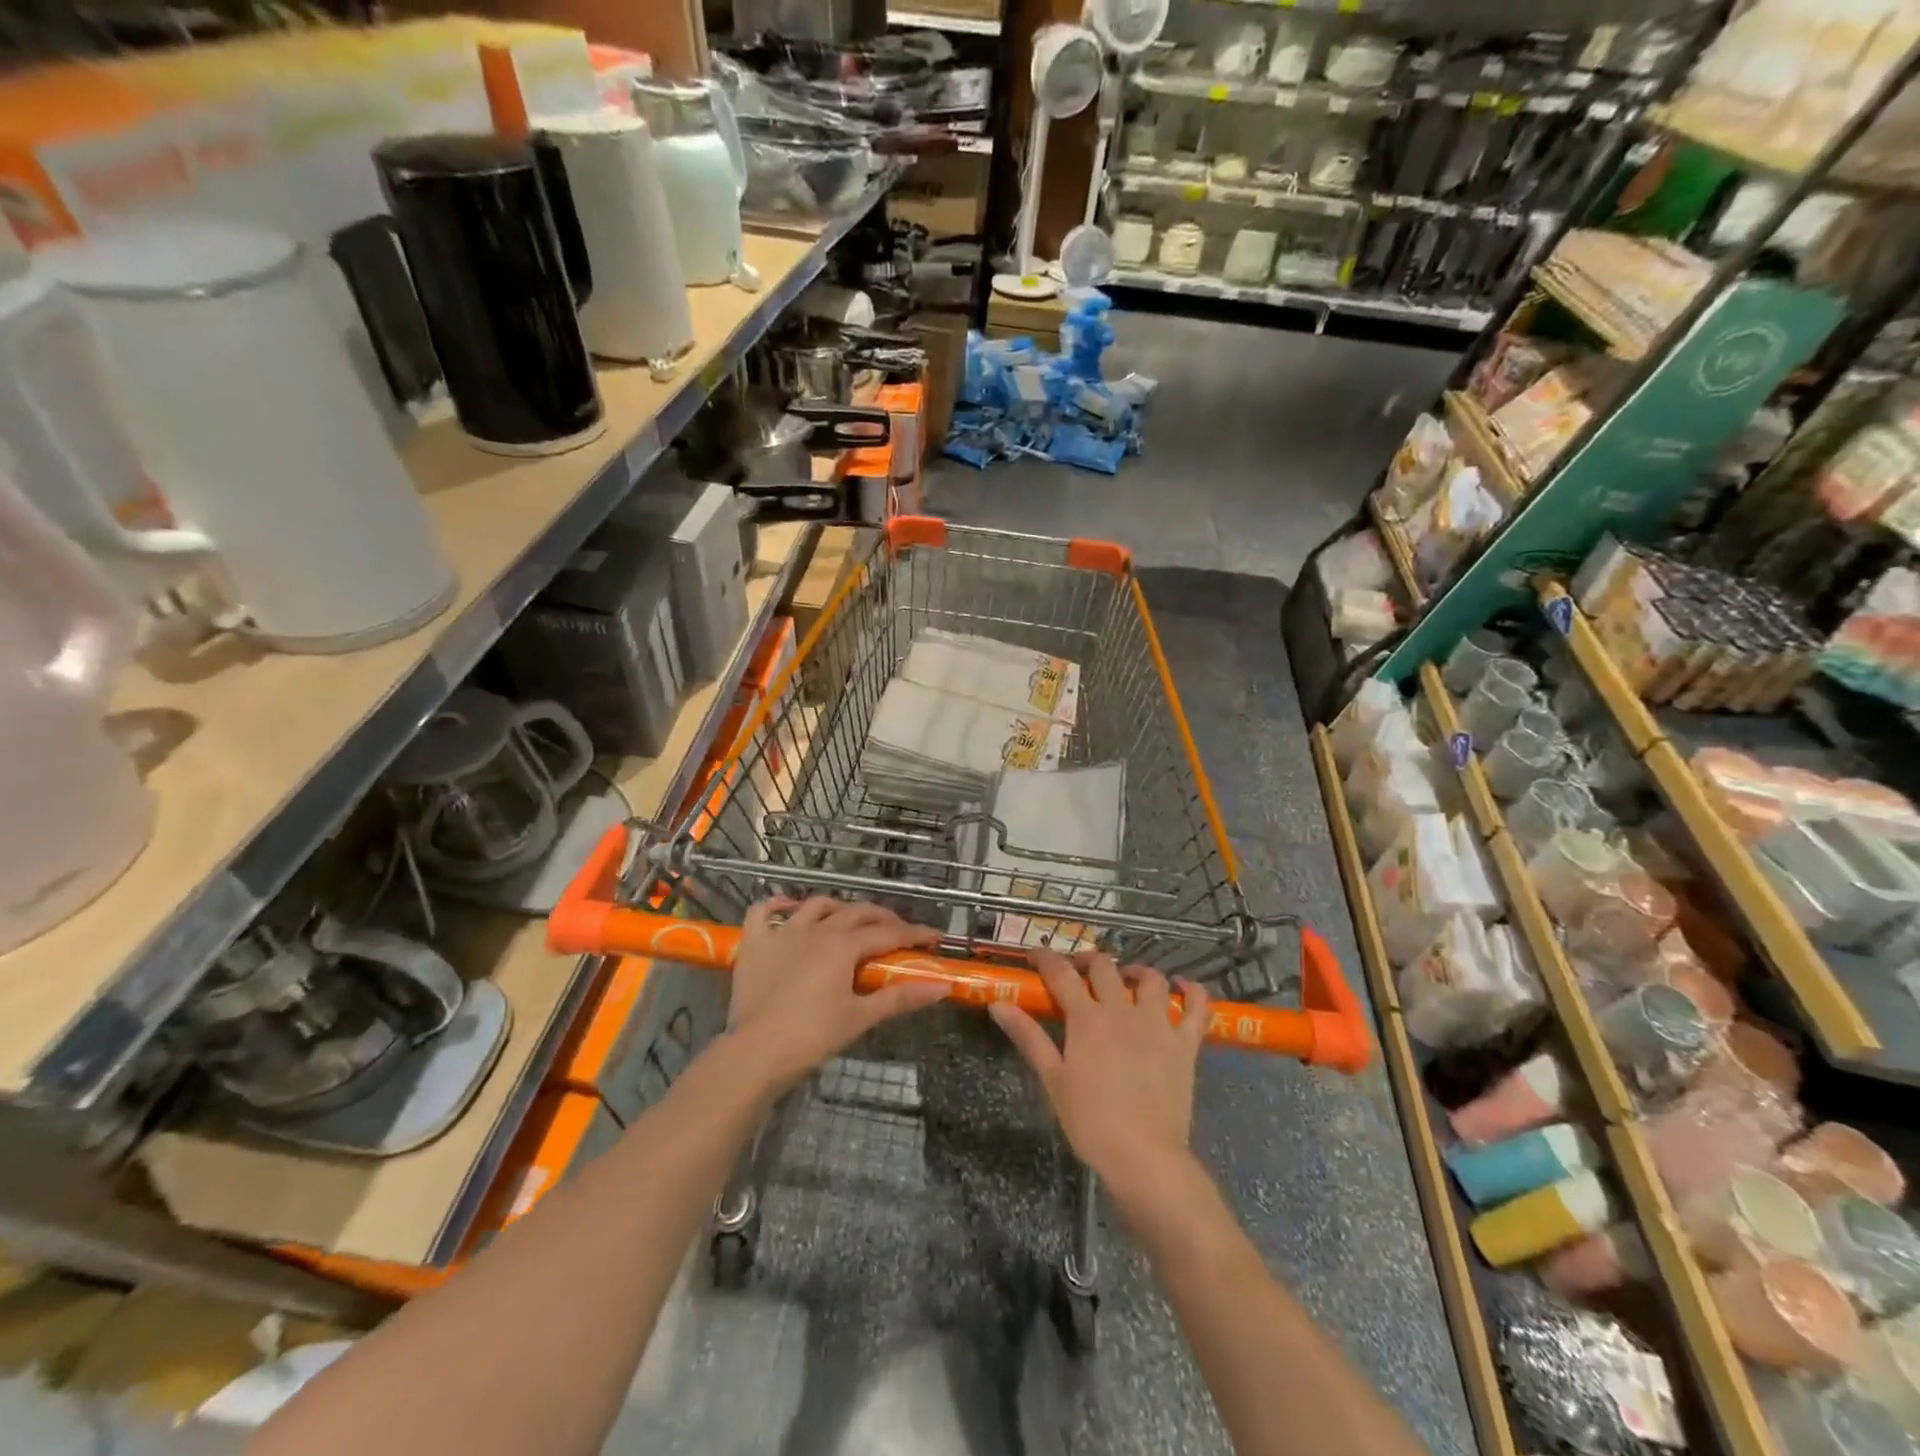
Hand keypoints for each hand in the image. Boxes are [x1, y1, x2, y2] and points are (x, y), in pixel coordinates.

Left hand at [724, 897, 947, 1093]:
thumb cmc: (812, 1037)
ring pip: (816, 905)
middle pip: (857, 912)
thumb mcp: (860, 1018)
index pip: (888, 933)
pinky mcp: (755, 943)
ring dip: (838, 908)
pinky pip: (764, 911)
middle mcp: (816, 930)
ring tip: (849, 919)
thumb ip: (900, 998)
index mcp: (844, 946)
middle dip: (883, 918)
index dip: (914, 934)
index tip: (934, 938)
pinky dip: (778, 904)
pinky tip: (788, 907)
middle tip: (899, 931)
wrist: (755, 1054)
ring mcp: (783, 933)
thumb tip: (941, 987)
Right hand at [989, 949, 1208, 1193]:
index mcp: (1087, 1018)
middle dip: (1087, 961)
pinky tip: (1181, 985)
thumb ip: (1028, 1036)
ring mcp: (1158, 1024)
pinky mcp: (1186, 1043)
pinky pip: (1197, 1006)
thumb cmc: (1091, 1121)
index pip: (1061, 973)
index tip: (1035, 954)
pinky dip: (1191, 990)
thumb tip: (998, 1005)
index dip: (1046, 958)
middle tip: (1078, 972)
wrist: (1144, 1156)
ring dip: (1136, 971)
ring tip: (1126, 978)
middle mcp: (1123, 1010)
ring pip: (1151, 979)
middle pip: (1104, 967)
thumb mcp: (1053, 1079)